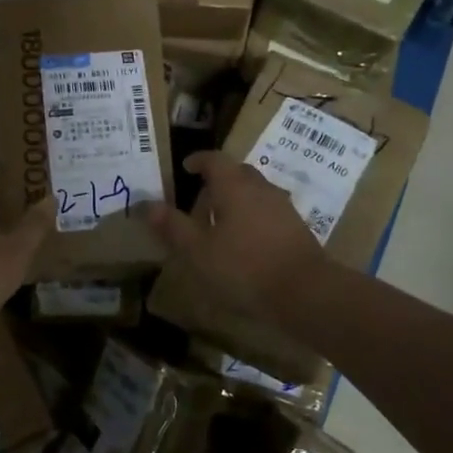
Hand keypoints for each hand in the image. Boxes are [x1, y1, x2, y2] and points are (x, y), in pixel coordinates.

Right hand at [141, 152, 323, 316]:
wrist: (306, 293)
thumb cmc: (244, 267)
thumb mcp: (197, 251)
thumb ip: (173, 226)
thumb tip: (147, 205)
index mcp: (233, 186)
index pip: (214, 160)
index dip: (198, 160)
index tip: (186, 167)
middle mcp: (260, 188)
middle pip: (238, 172)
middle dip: (218, 178)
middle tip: (200, 193)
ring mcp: (282, 207)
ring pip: (255, 191)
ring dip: (237, 197)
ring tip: (221, 218)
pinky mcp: (297, 228)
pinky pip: (268, 210)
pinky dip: (253, 215)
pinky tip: (245, 239)